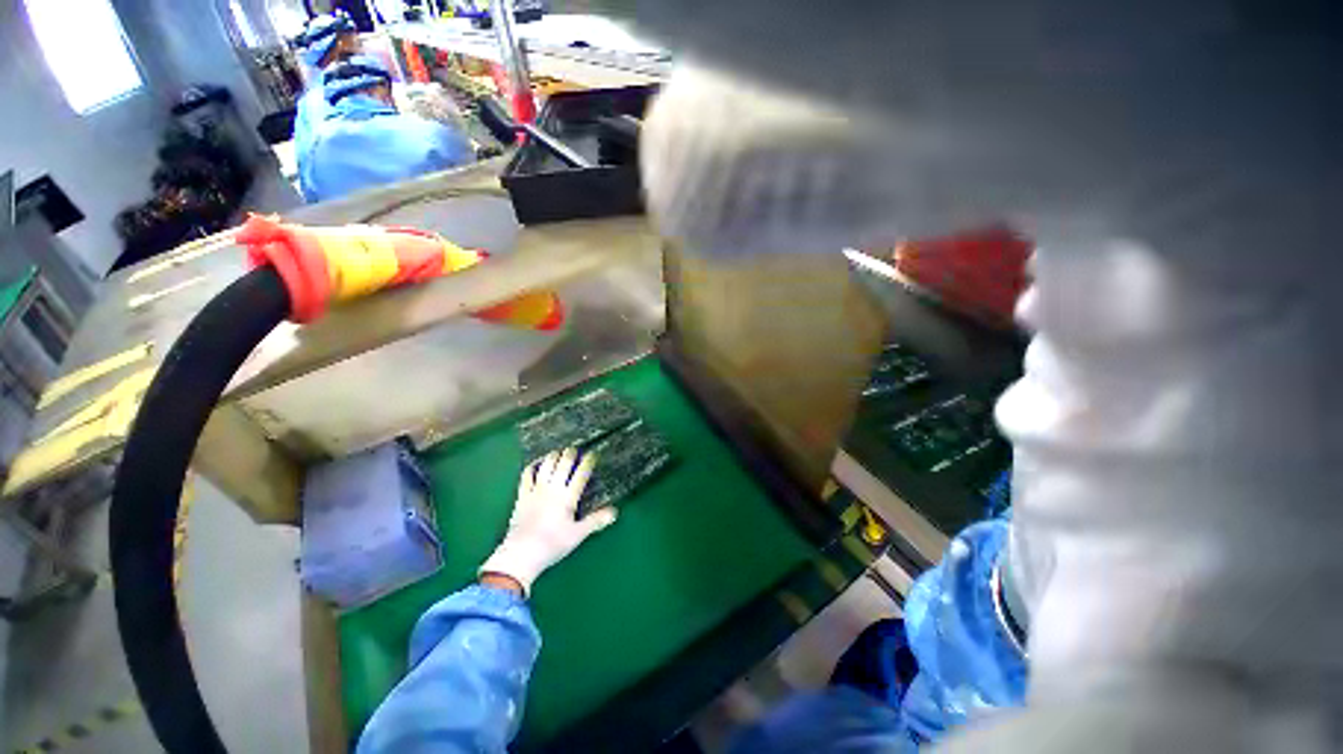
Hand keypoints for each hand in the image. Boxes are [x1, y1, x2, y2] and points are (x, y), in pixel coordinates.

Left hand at [479, 448, 617, 594]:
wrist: (521, 554)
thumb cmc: (552, 544)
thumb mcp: (578, 534)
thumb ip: (596, 521)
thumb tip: (615, 512)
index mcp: (567, 497)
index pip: (581, 474)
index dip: (588, 462)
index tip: (593, 454)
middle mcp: (553, 489)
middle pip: (563, 465)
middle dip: (570, 454)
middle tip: (575, 449)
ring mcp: (536, 490)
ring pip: (546, 466)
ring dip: (553, 456)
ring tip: (558, 451)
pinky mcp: (522, 496)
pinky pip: (527, 475)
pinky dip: (533, 466)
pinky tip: (536, 463)